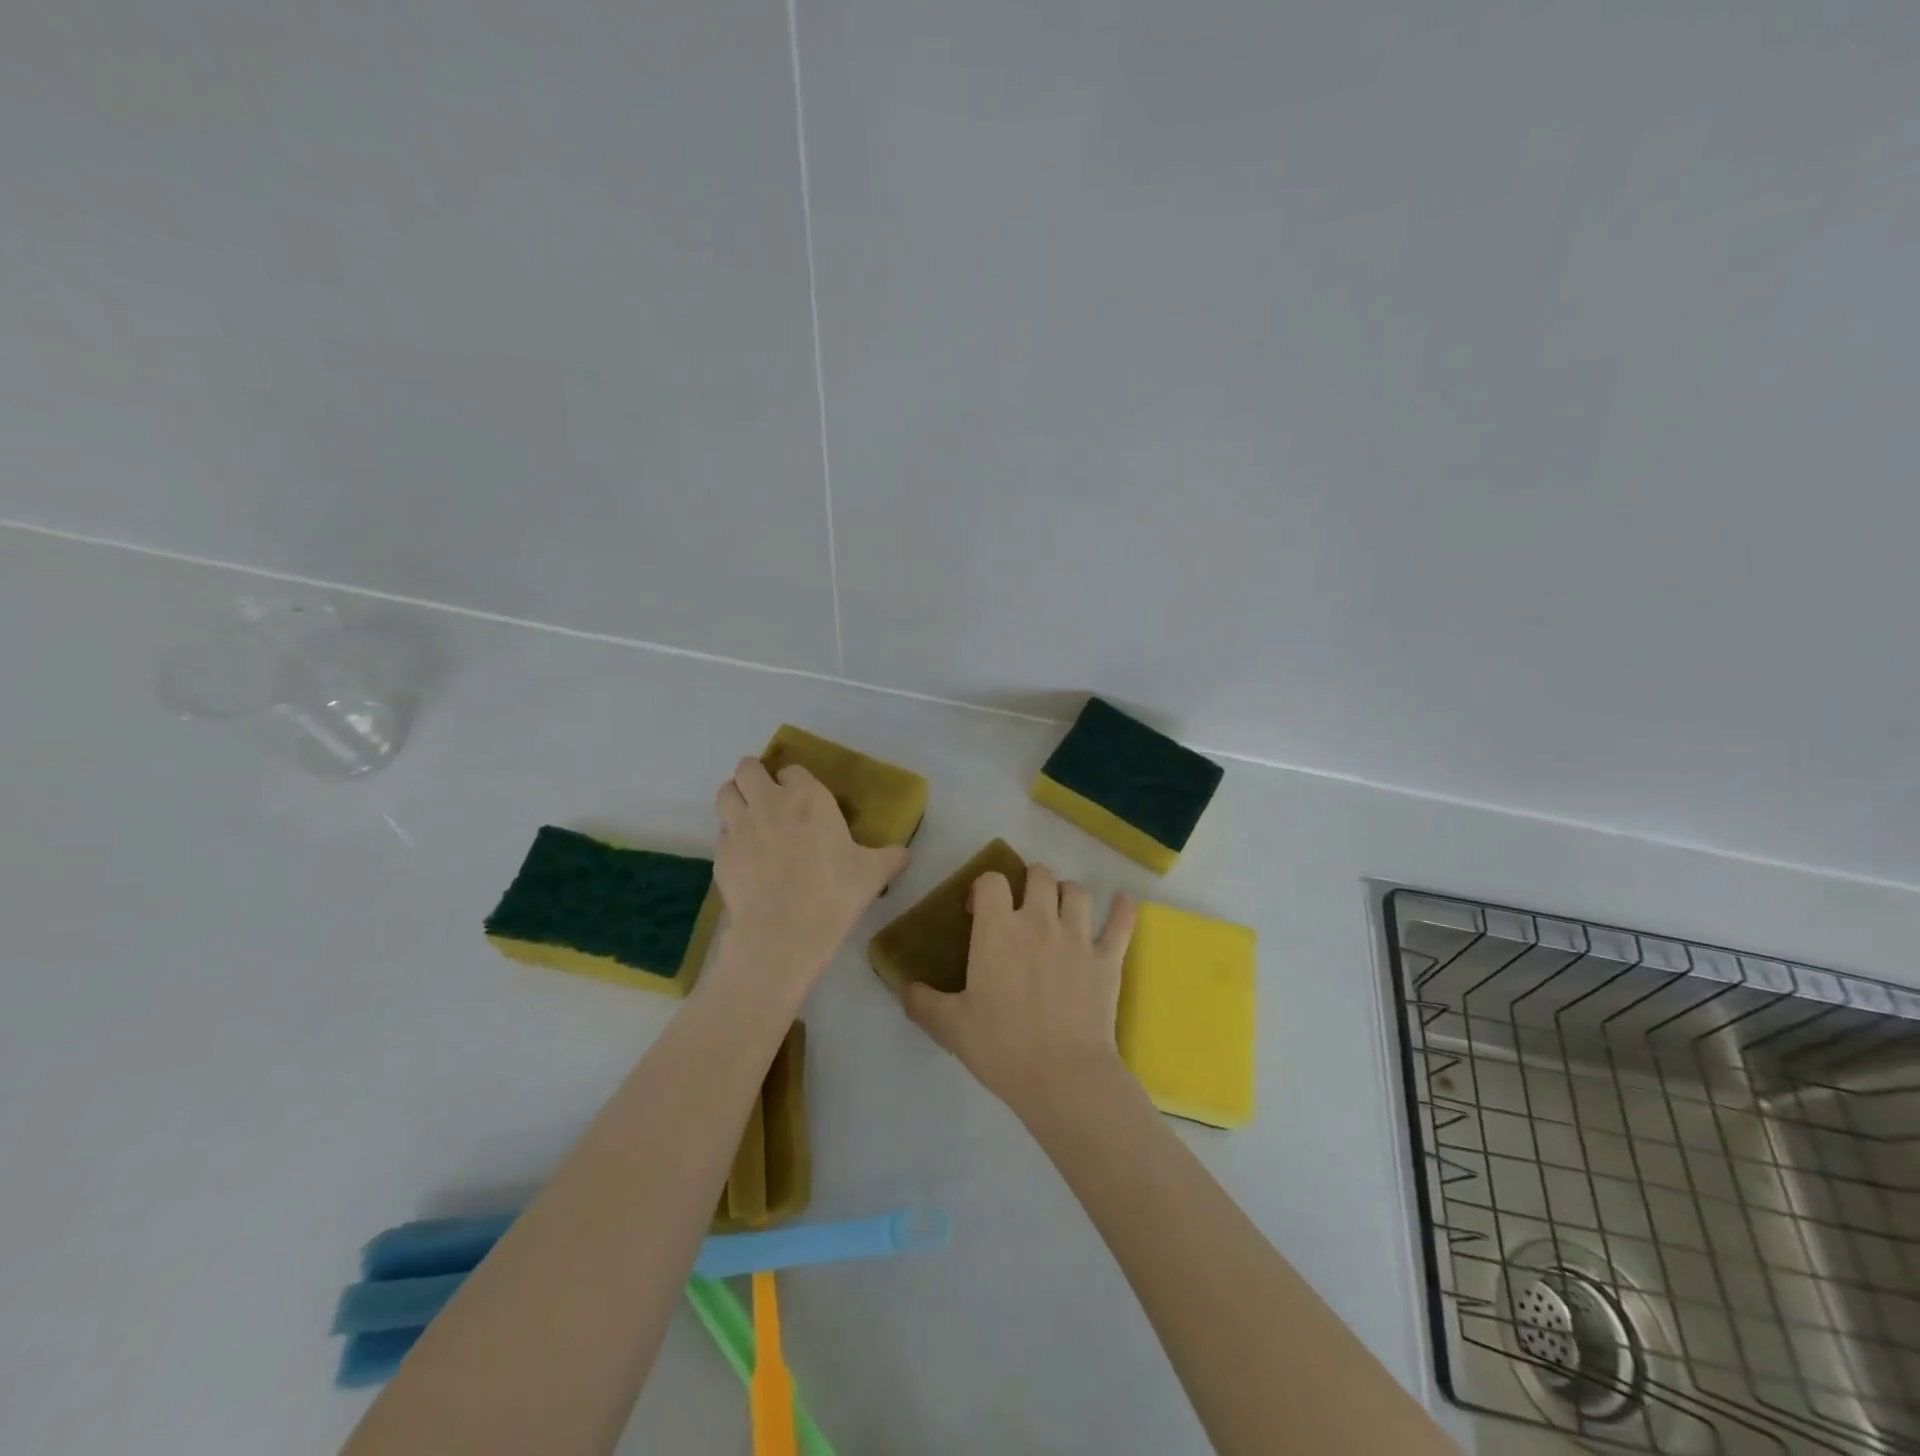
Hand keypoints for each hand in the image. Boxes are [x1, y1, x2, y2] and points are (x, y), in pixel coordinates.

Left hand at [712, 757, 908, 989]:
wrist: (784, 932)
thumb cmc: (834, 893)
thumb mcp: (872, 874)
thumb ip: (890, 858)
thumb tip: (904, 854)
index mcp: (808, 797)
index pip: (793, 770)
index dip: (795, 782)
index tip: (803, 799)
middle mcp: (769, 801)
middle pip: (748, 768)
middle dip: (755, 776)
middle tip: (766, 796)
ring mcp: (739, 826)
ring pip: (725, 792)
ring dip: (736, 797)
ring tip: (747, 815)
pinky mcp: (720, 853)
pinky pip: (721, 832)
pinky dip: (730, 836)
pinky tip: (744, 855)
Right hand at [903, 863, 1136, 1119]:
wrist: (1063, 1077)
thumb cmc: (1002, 1047)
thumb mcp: (951, 1027)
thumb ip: (923, 1003)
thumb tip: (904, 989)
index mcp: (997, 929)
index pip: (991, 881)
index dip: (982, 888)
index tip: (977, 910)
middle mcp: (1039, 921)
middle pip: (1039, 875)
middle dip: (1029, 882)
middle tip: (1022, 906)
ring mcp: (1078, 937)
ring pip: (1077, 891)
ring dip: (1067, 894)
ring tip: (1061, 909)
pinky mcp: (1108, 958)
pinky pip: (1121, 923)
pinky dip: (1123, 910)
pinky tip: (1124, 902)